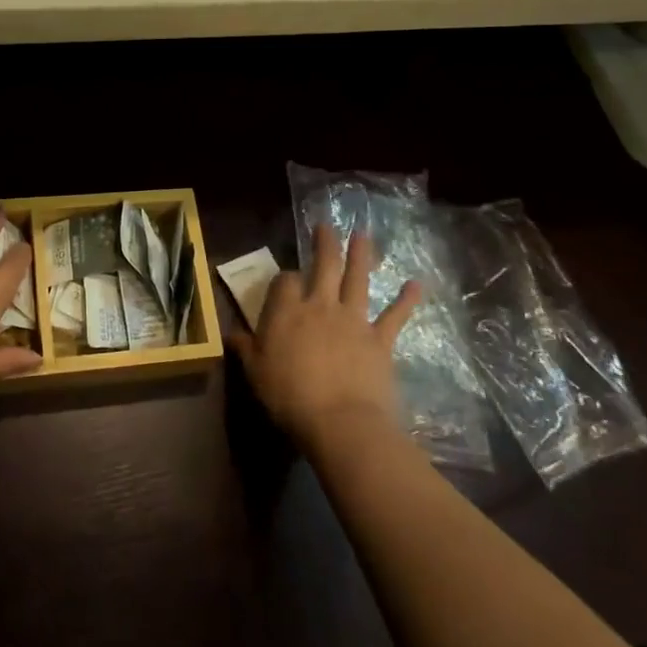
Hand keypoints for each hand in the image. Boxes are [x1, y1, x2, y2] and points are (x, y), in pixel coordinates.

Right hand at [229, 223, 419, 454]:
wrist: (340, 421)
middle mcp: (321, 306)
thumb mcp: (255, 373)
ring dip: (361, 255)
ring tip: (363, 234)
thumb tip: (230, 333)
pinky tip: (416, 284)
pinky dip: (407, 299)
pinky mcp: (380, 339)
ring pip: (358, 279)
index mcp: (287, 312)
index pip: (286, 281)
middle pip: (324, 266)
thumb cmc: (289, 397)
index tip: (286, 281)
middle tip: (326, 226)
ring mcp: (353, 320)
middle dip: (324, 243)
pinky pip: (395, 315)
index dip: (286, 277)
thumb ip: (245, 348)